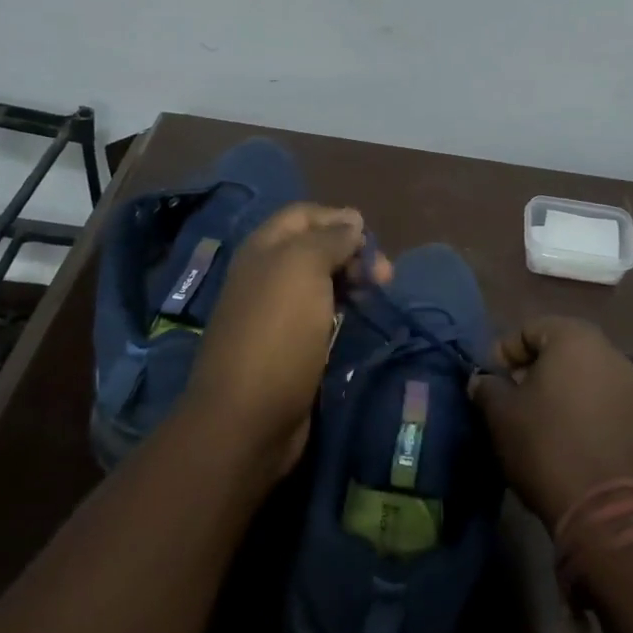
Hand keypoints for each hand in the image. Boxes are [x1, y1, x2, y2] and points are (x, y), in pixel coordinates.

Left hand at [185, 204, 391, 474]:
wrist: (247, 418)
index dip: (338, 219)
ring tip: (377, 296)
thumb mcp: (303, 269)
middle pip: (314, 247)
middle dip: (351, 253)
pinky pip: (320, 315)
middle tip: (384, 276)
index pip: (303, 215)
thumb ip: (328, 239)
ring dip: (351, 283)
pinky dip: (342, 312)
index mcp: (262, 249)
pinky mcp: (288, 346)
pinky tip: (358, 321)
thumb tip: (351, 220)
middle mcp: (265, 274)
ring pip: (320, 282)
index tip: (371, 239)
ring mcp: (275, 313)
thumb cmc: (277, 332)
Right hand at [469, 317, 632, 532]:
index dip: (503, 352)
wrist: (610, 508)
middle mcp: (607, 352)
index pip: (528, 329)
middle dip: (531, 369)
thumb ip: (487, 388)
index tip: (489, 380)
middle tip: (509, 397)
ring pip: (581, 376)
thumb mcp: (501, 414)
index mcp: (574, 338)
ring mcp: (629, 386)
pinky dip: (579, 410)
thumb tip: (483, 381)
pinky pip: (599, 401)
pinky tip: (563, 437)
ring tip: (534, 420)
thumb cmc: (547, 445)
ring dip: (556, 390)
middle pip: (558, 349)